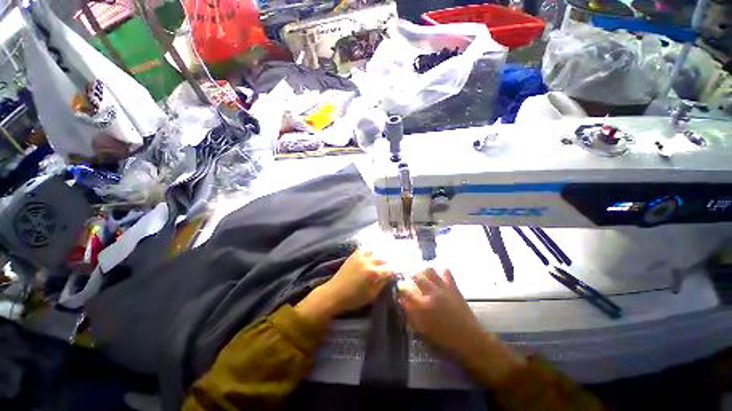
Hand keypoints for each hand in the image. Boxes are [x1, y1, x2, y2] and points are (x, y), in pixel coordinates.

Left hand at [297, 249, 393, 322]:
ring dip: (379, 256)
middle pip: (383, 259)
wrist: (334, 293)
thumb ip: (382, 284)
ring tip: (381, 261)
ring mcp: (360, 256)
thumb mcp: (371, 295)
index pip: (390, 269)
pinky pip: (365, 249)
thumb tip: (390, 276)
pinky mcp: (354, 255)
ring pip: (375, 252)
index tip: (397, 272)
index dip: (395, 271)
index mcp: (373, 273)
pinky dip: (370, 252)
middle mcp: (368, 262)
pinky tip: (371, 256)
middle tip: (390, 267)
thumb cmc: (353, 299)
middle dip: (388, 263)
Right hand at [399, 268, 482, 354]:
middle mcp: (431, 294)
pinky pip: (447, 273)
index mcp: (422, 306)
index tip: (399, 288)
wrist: (469, 341)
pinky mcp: (453, 288)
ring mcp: (443, 289)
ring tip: (422, 272)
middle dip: (410, 276)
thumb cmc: (444, 340)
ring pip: (430, 271)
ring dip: (424, 270)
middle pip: (416, 277)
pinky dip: (442, 270)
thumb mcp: (422, 331)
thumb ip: (411, 315)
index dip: (401, 289)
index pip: (406, 292)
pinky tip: (439, 272)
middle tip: (410, 277)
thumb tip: (402, 302)